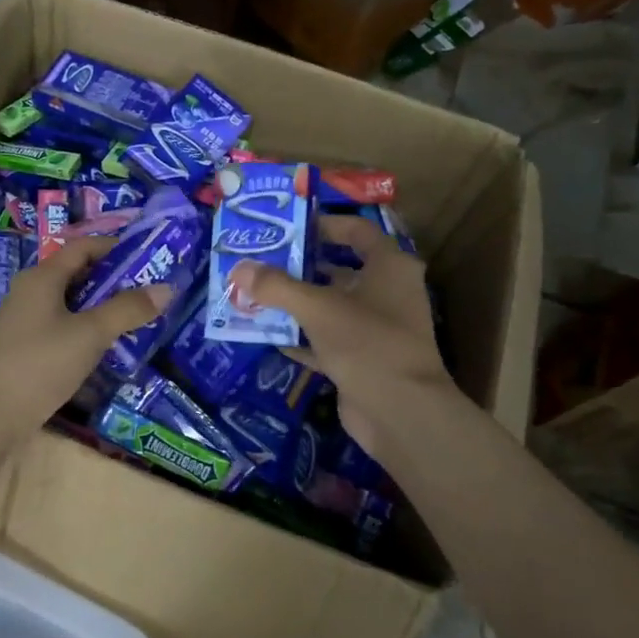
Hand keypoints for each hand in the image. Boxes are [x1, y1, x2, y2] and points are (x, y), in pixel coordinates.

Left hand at [0, 236, 173, 439]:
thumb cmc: (40, 364)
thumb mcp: (90, 334)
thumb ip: (127, 310)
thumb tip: (166, 288)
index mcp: (42, 277)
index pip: (82, 247)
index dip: (115, 247)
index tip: (149, 257)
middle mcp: (30, 291)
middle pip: (76, 273)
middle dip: (113, 279)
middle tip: (150, 291)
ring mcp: (25, 320)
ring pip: (70, 302)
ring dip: (101, 307)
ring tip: (136, 318)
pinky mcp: (25, 346)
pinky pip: (61, 326)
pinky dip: (85, 328)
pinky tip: (106, 346)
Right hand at [234, 214, 454, 456]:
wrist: (400, 412)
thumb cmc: (366, 342)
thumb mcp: (317, 308)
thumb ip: (276, 286)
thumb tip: (238, 269)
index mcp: (390, 267)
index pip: (357, 231)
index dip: (322, 225)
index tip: (286, 227)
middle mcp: (388, 292)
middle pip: (339, 269)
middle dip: (299, 266)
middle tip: (260, 262)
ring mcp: (376, 328)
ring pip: (330, 306)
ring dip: (295, 303)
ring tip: (255, 294)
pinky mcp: (363, 359)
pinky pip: (325, 339)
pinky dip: (300, 337)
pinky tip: (267, 334)